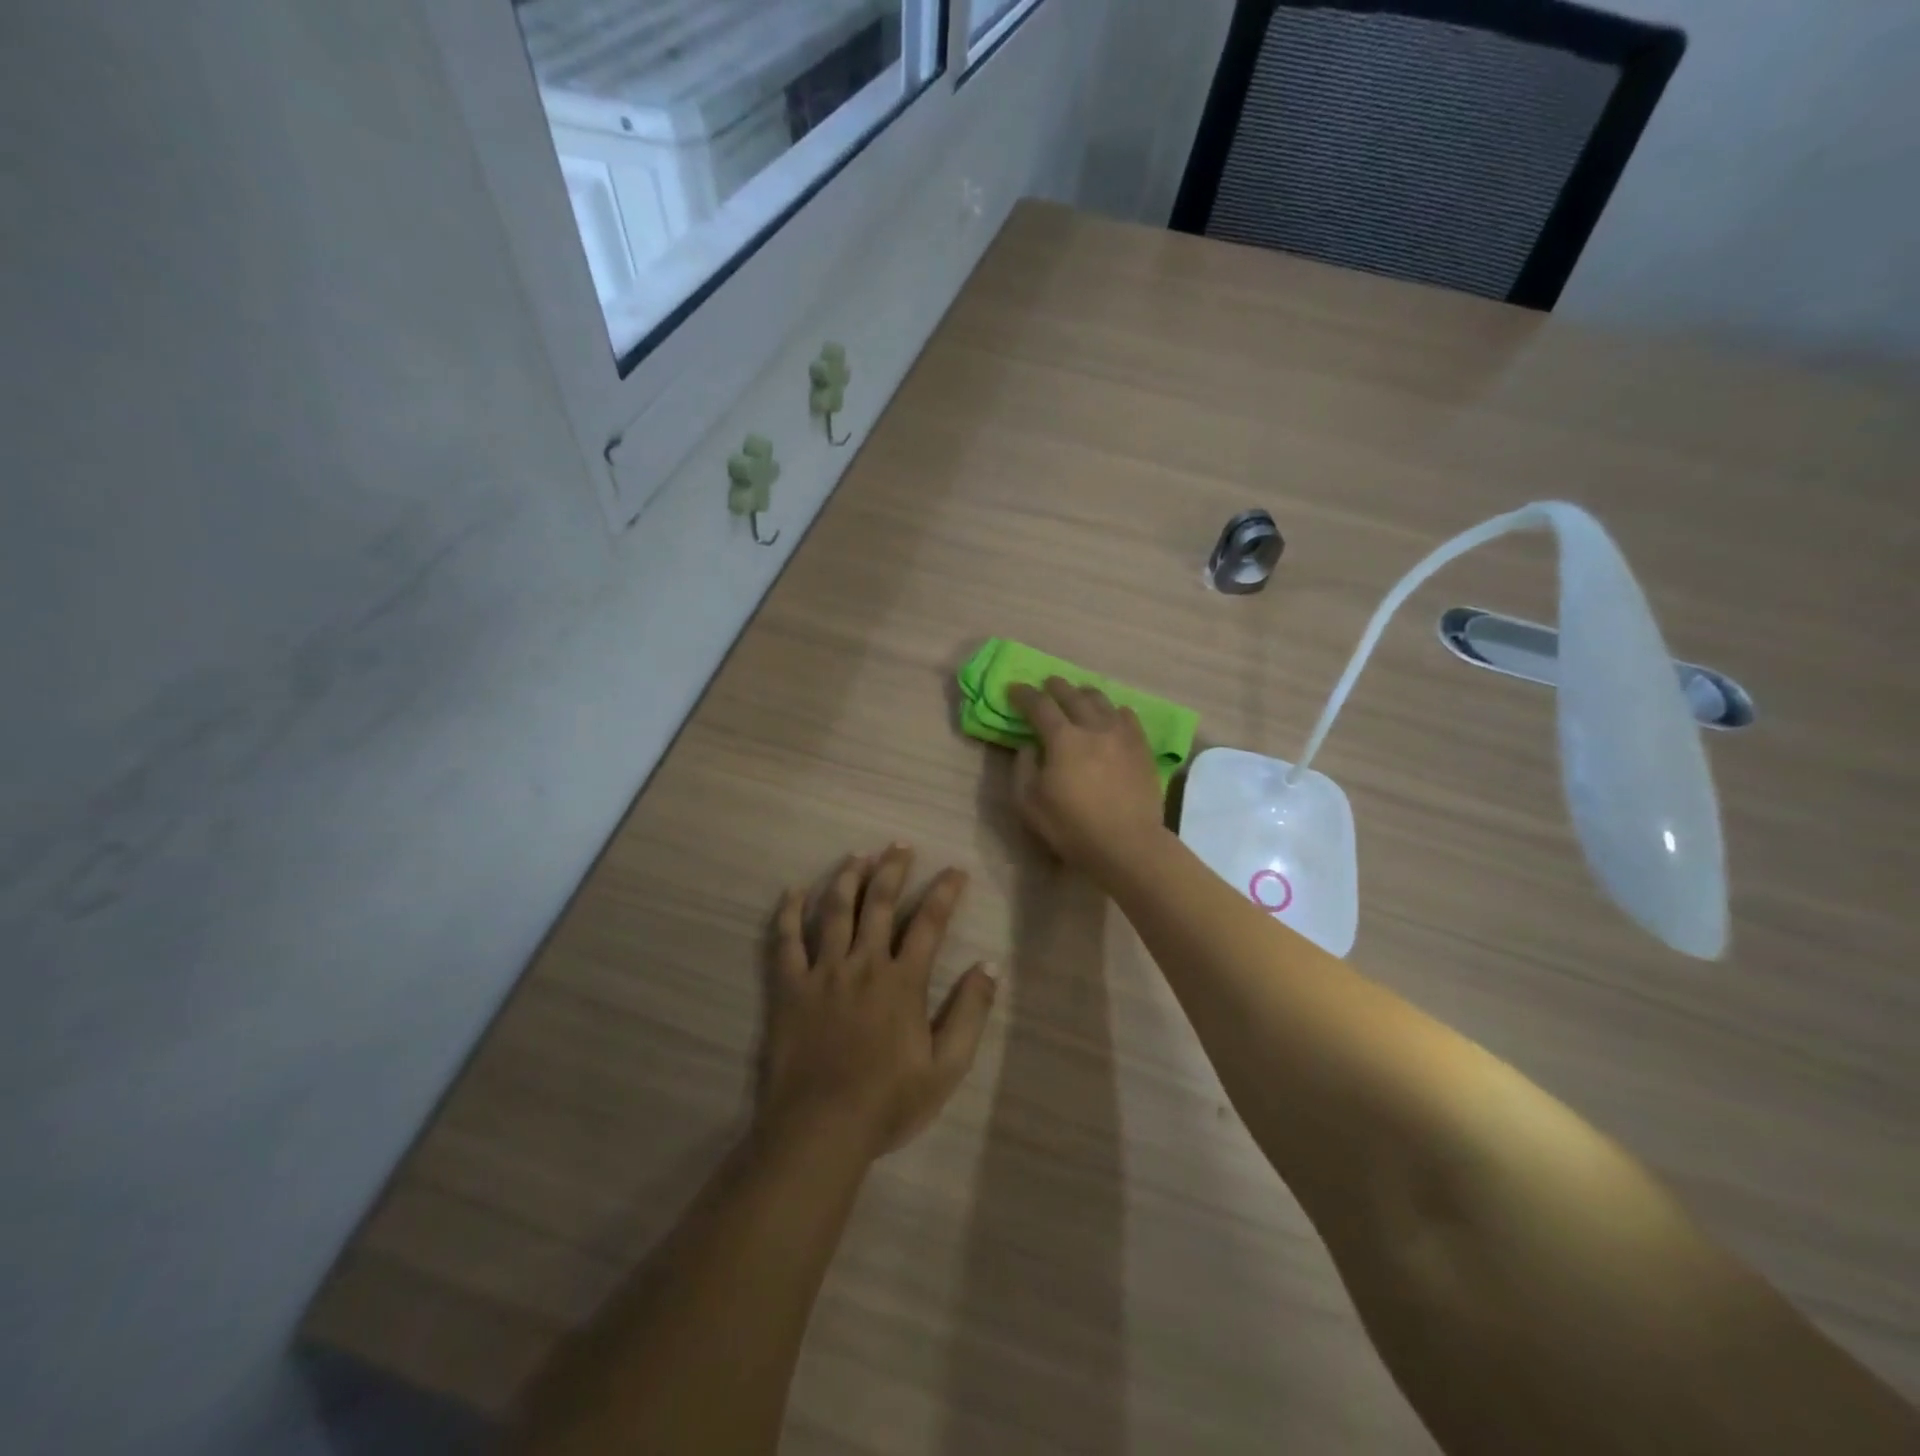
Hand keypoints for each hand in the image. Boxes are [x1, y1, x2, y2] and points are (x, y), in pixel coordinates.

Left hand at [760, 845, 997, 1158]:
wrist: (822, 1128)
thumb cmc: (888, 1101)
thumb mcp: (946, 1066)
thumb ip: (970, 1012)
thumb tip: (990, 966)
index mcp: (903, 981)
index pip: (929, 923)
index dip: (944, 893)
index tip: (955, 870)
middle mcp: (863, 964)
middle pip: (879, 904)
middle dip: (892, 869)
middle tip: (900, 845)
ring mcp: (823, 972)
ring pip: (834, 911)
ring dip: (847, 878)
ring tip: (857, 855)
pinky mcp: (789, 987)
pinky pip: (786, 941)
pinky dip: (788, 913)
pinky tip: (793, 891)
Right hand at [1007, 678, 1167, 877]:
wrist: (1128, 844)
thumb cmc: (1072, 827)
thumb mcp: (1029, 803)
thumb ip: (1023, 768)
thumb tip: (1028, 746)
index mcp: (1063, 738)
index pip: (1039, 705)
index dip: (1023, 694)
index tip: (1014, 688)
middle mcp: (1093, 727)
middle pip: (1072, 694)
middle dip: (1055, 686)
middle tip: (1046, 685)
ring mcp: (1122, 734)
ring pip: (1101, 700)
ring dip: (1084, 694)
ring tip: (1078, 696)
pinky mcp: (1142, 747)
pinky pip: (1127, 716)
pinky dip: (1113, 710)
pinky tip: (1111, 716)